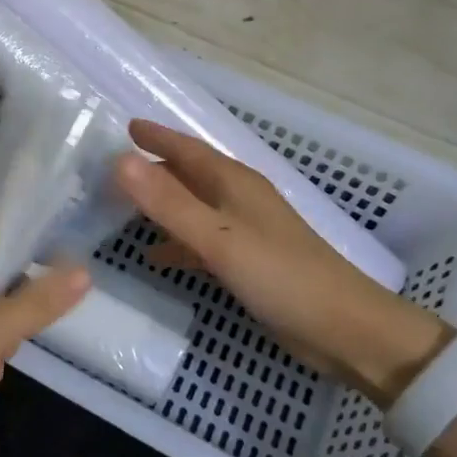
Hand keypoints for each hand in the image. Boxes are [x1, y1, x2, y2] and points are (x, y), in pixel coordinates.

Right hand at [114, 121, 450, 404]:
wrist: (343, 328)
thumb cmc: (279, 275)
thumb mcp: (216, 237)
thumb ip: (167, 201)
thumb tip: (120, 161)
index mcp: (235, 183)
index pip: (189, 149)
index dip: (158, 137)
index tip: (127, 127)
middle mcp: (239, 199)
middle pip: (190, 175)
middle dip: (154, 169)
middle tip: (114, 170)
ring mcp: (246, 230)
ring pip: (194, 207)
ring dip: (162, 206)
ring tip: (124, 209)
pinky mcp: (248, 261)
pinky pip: (201, 240)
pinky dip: (176, 242)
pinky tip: (155, 256)